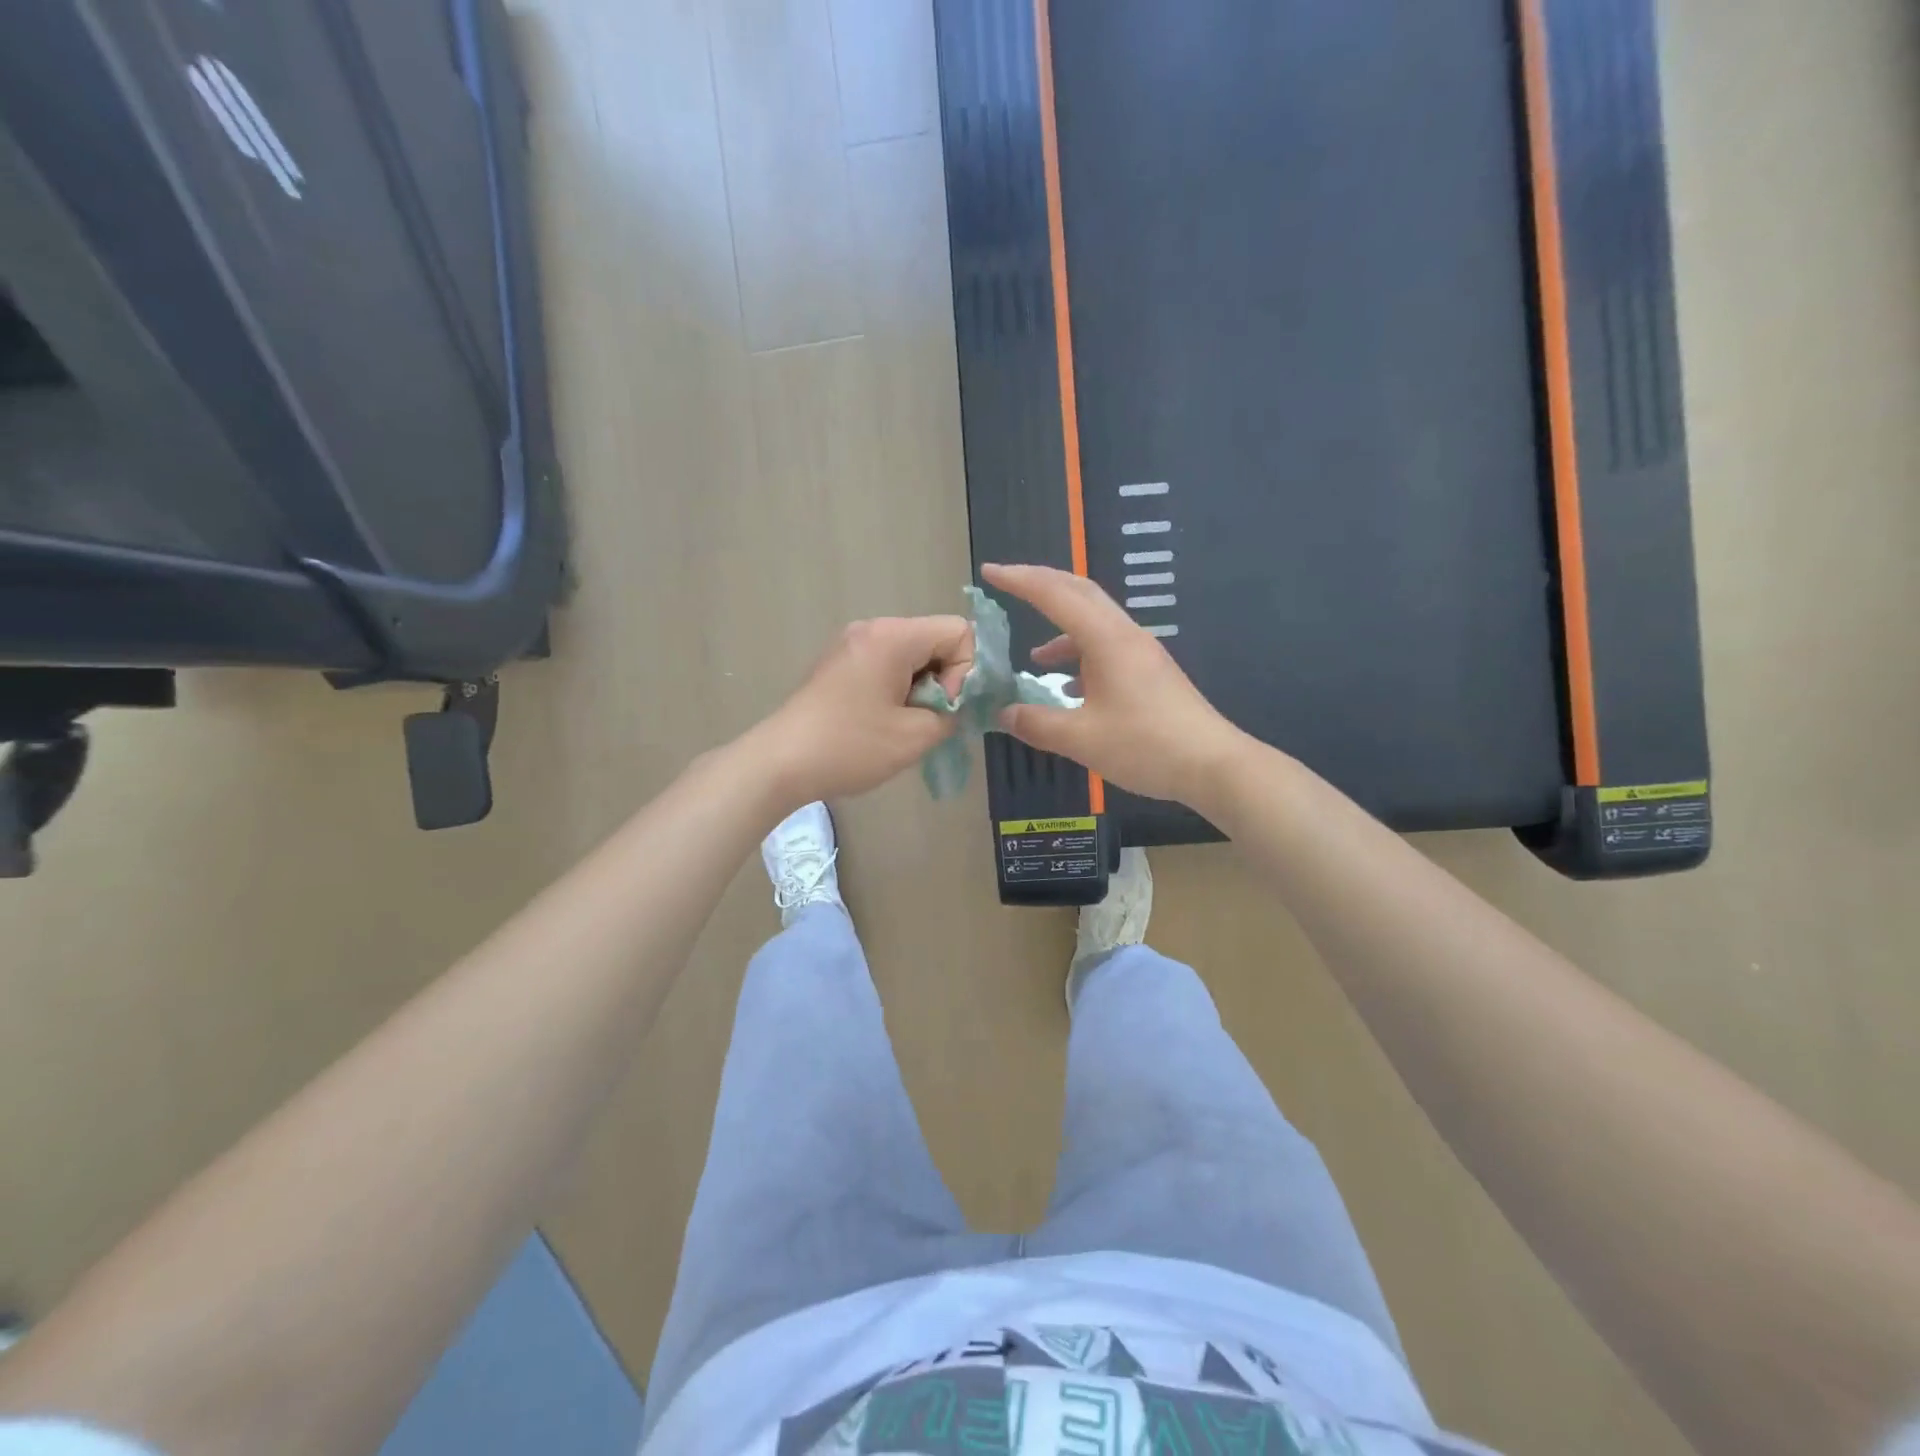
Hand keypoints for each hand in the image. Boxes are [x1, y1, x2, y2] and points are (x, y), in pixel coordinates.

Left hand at [760, 615, 973, 806]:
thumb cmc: (851, 746)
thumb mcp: (916, 736)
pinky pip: (887, 664)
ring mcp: (852, 644)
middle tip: (927, 720)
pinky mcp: (839, 663)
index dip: (965, 671)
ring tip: (905, 725)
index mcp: (893, 636)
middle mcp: (872, 628)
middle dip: (944, 680)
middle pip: (935, 640)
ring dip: (921, 688)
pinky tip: (883, 721)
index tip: (943, 707)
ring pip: (912, 655)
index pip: (959, 631)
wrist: (780, 763)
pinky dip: (898, 689)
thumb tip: (958, 705)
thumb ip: (953, 713)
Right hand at [982, 563, 1243, 808]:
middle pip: (1080, 593)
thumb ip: (1037, 723)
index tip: (989, 571)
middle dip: (1041, 585)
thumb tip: (1004, 714)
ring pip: (1094, 622)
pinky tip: (1071, 688)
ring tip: (1034, 658)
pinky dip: (1080, 655)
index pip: (1055, 595)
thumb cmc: (1146, 746)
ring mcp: (1142, 653)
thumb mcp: (1081, 739)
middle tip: (1008, 584)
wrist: (1213, 765)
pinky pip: (1107, 648)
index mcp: (1107, 640)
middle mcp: (1125, 635)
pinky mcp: (1151, 673)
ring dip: (1061, 629)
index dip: (1020, 580)